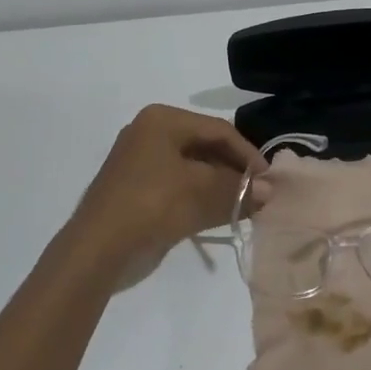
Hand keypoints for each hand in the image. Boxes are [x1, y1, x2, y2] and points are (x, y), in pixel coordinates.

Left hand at [57, 106, 263, 282]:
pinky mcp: (138, 189)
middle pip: (205, 147)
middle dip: (234, 171)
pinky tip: (222, 214)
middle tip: (261, 194)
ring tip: (247, 207)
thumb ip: (239, 188)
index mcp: (162, 120)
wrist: (98, 249)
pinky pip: (179, 186)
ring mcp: (141, 162)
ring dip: (220, 187)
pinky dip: (201, 198)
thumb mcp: (202, 192)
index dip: (247, 154)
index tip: (270, 179)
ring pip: (193, 169)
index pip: (218, 130)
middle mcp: (150, 133)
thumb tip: (272, 191)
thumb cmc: (152, 205)